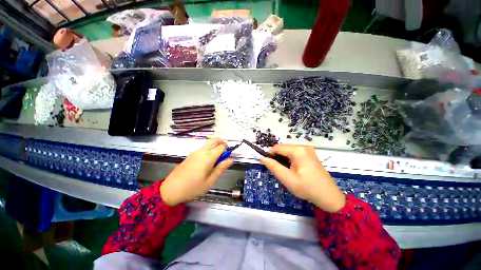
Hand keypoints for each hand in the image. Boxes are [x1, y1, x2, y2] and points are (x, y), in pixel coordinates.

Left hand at [160, 137, 232, 205]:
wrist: (171, 189)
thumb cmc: (193, 187)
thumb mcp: (210, 180)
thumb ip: (221, 168)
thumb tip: (231, 159)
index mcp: (208, 157)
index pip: (221, 147)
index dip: (227, 150)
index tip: (228, 157)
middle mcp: (202, 151)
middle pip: (214, 140)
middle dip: (222, 142)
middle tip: (224, 152)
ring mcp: (195, 152)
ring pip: (208, 143)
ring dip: (215, 145)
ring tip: (216, 158)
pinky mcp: (191, 154)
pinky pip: (203, 147)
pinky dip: (209, 149)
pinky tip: (207, 160)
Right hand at [261, 144, 345, 212]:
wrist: (329, 196)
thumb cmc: (307, 188)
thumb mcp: (287, 179)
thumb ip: (273, 167)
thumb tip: (262, 157)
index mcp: (298, 151)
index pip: (278, 147)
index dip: (269, 154)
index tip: (267, 163)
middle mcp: (303, 146)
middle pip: (283, 147)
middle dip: (276, 155)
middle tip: (276, 169)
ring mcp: (308, 149)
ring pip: (288, 149)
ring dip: (283, 157)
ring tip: (284, 169)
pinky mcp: (310, 154)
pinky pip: (295, 152)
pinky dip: (289, 157)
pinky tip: (291, 167)